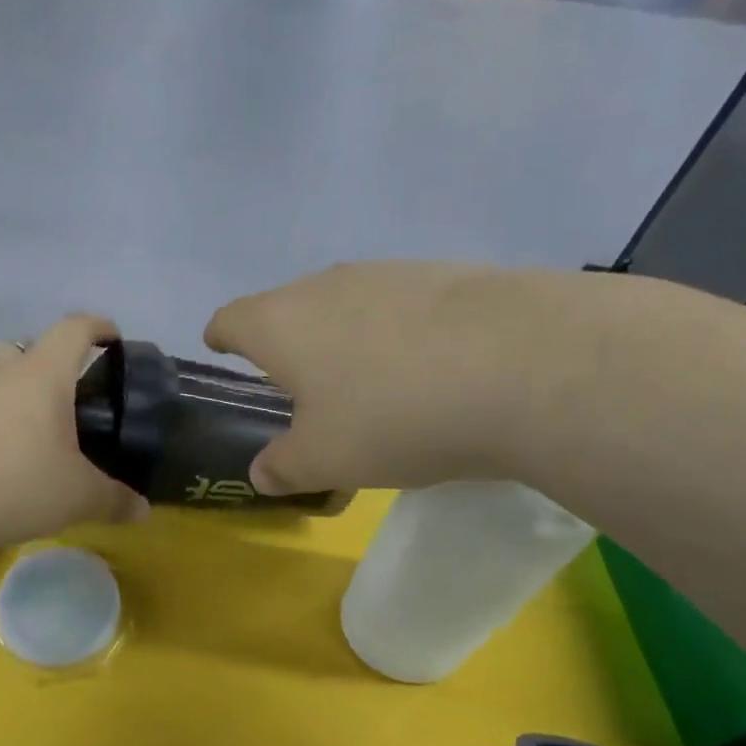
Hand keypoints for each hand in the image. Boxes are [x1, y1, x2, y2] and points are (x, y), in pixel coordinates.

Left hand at [0, 313, 148, 552]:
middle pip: (24, 347)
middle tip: (71, 395)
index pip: (73, 329)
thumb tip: (143, 510)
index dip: (98, 327)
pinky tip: (10, 462)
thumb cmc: (17, 479)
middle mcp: (3, 375)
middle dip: (48, 362)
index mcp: (43, 375)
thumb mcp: (77, 496)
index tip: (114, 338)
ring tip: (42, 434)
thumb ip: (113, 500)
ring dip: (18, 396)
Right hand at [204, 263, 591, 494]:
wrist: (524, 364)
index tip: (221, 349)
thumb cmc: (393, 415)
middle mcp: (326, 285)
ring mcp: (389, 273)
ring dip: (344, 337)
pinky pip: (400, 306)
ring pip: (346, 304)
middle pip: (287, 308)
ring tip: (367, 383)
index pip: (231, 319)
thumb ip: (283, 467)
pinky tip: (428, 369)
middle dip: (286, 343)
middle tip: (298, 386)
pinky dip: (397, 334)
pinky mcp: (446, 274)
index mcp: (281, 323)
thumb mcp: (326, 460)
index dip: (221, 337)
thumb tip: (262, 473)